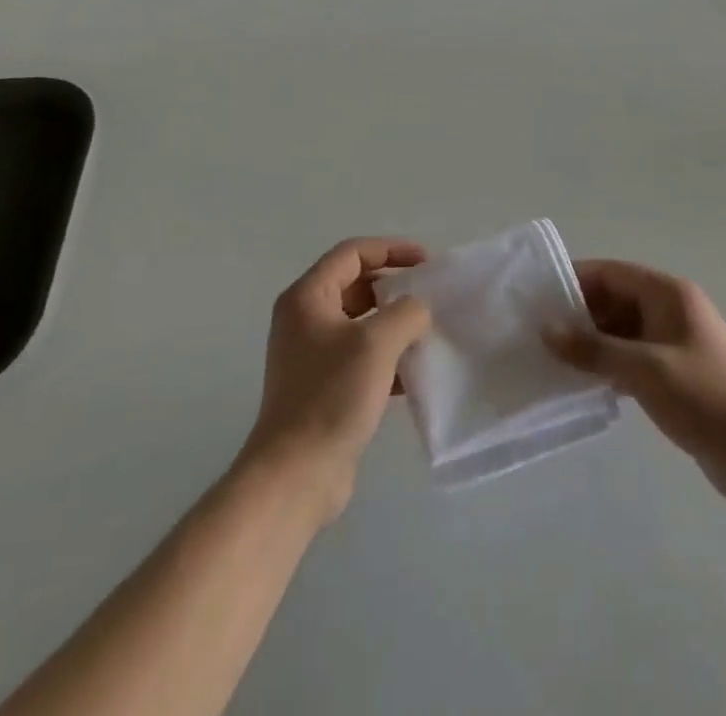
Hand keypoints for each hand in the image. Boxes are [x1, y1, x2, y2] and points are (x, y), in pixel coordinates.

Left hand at [237, 239, 431, 526]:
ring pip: (360, 322)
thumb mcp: (377, 342)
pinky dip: (386, 355)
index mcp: (308, 297)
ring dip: (393, 322)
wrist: (296, 474)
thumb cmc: (332, 395)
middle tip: (430, 295)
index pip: (353, 253)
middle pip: (356, 284)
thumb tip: (417, 310)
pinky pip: (360, 355)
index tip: (427, 262)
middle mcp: (305, 318)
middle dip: (394, 286)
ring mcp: (312, 354)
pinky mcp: (323, 386)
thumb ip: (406, 312)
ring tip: (428, 331)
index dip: (391, 250)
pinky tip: (414, 372)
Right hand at [547, 260, 725, 508]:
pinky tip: (582, 384)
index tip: (538, 299)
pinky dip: (608, 366)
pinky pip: (632, 357)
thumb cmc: (703, 398)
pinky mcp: (675, 373)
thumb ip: (593, 349)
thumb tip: (547, 329)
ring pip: (621, 331)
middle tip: (538, 334)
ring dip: (591, 344)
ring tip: (551, 359)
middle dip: (579, 315)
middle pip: (614, 300)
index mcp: (668, 293)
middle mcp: (670, 309)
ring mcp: (674, 342)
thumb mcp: (644, 370)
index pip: (611, 273)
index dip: (574, 281)